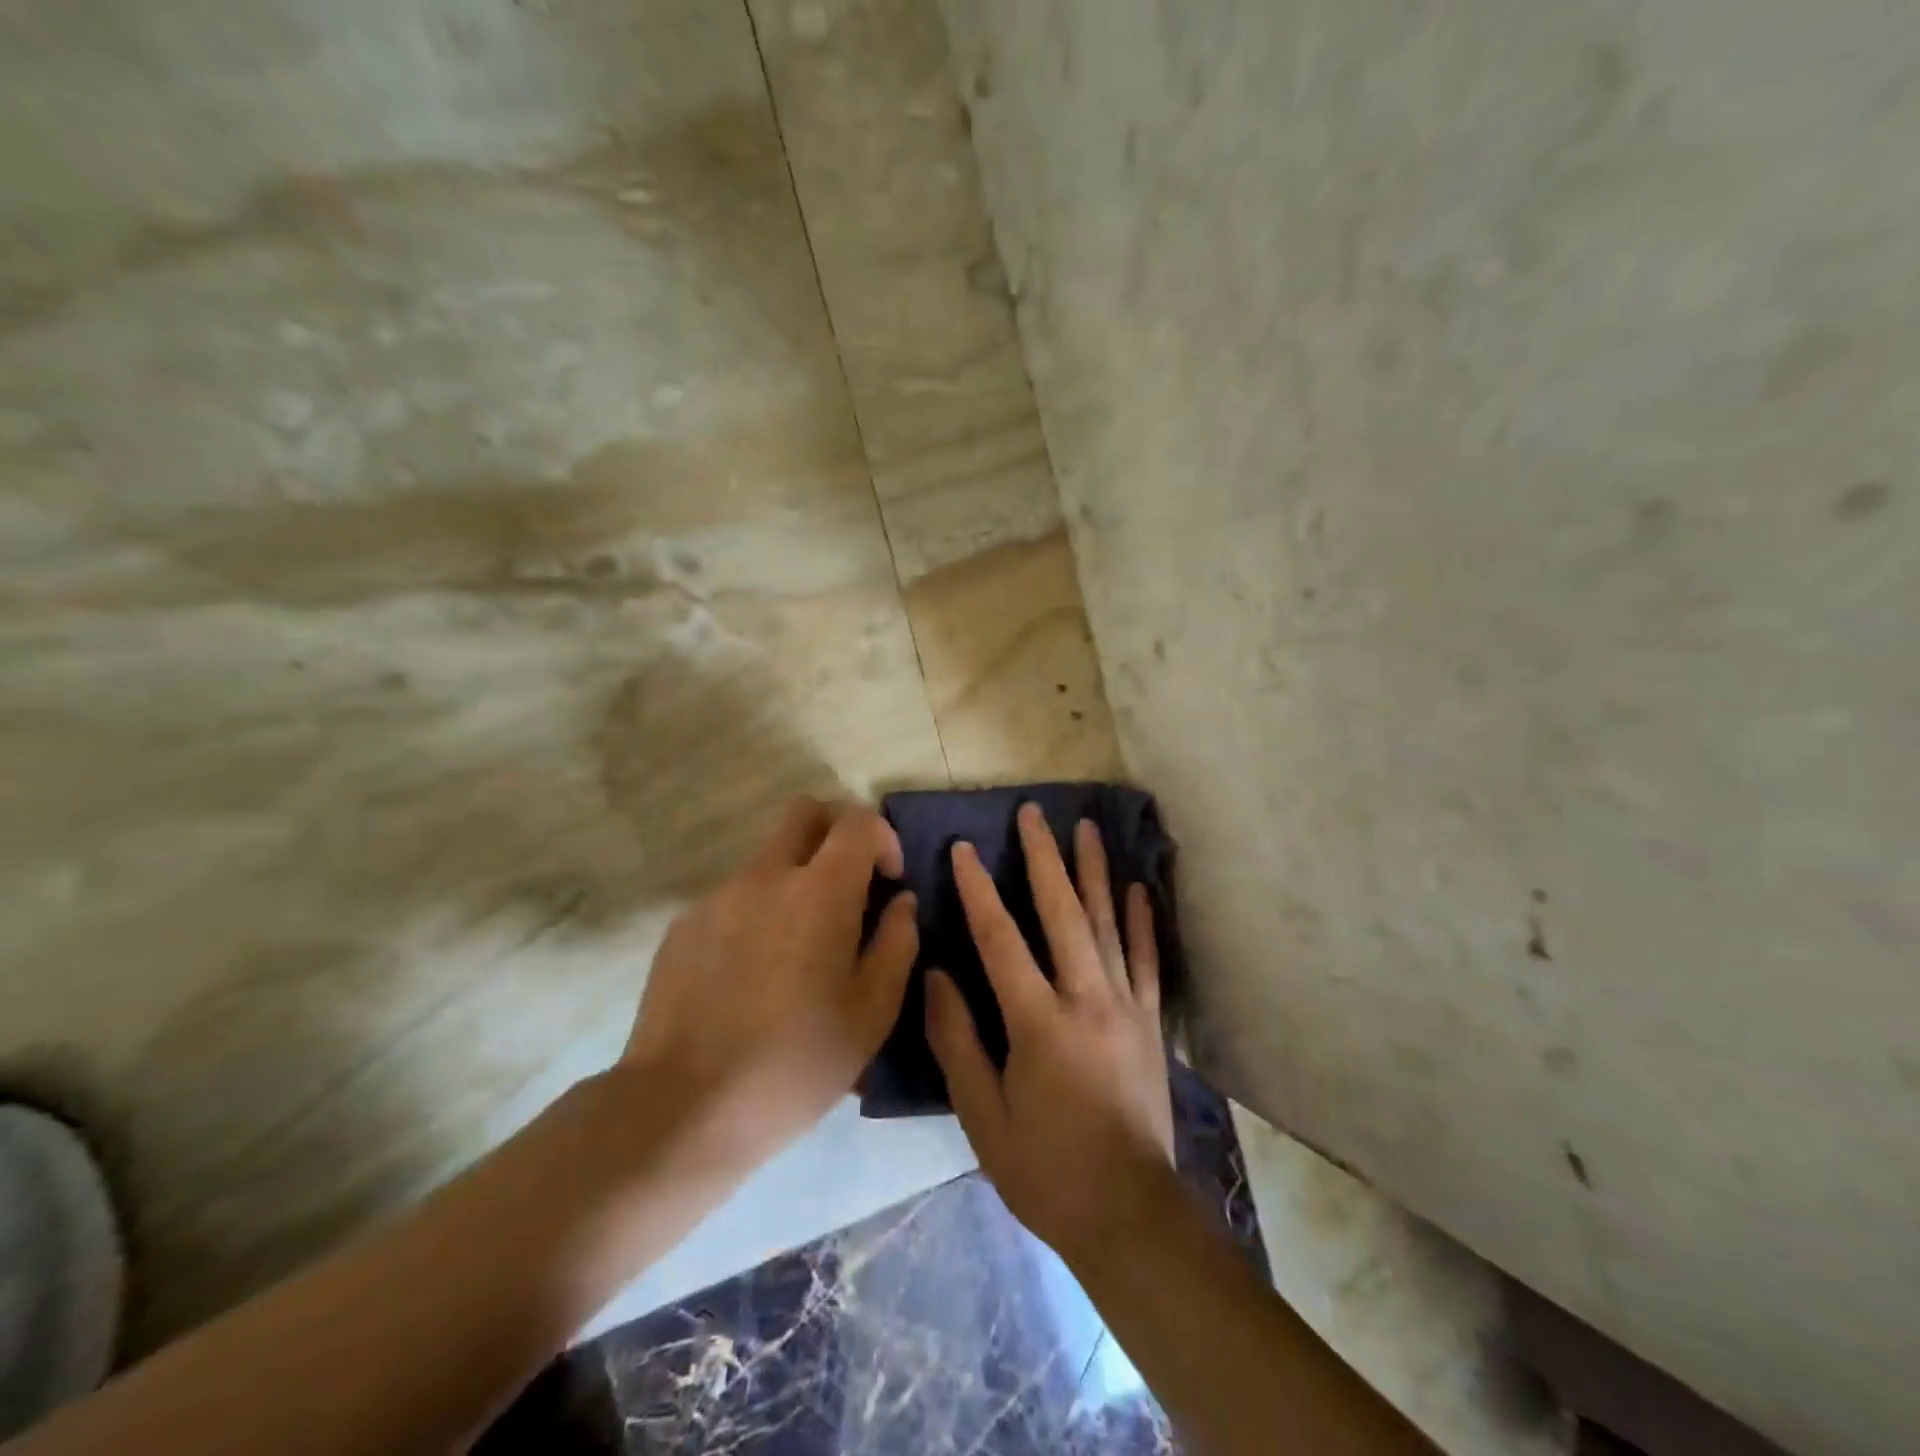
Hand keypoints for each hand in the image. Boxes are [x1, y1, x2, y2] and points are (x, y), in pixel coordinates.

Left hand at [621, 796, 918, 1165]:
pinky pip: (734, 897)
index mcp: (820, 891)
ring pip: (767, 858)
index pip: (857, 821)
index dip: (882, 838)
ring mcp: (718, 897)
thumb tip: (900, 902)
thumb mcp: (872, 1012)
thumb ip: (897, 942)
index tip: (888, 882)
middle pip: (803, 811)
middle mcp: (766, 876)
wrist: (684, 1107)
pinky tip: (753, 975)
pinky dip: (757, 912)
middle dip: (834, 832)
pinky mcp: (684, 924)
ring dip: (794, 879)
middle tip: (847, 886)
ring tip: (798, 951)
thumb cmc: (796, 1062)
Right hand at [925, 802, 1175, 1264]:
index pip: (1001, 940)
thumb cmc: (1046, 1170)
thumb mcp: (983, 1118)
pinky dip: (1140, 920)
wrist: (1130, 1215)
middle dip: (1044, 858)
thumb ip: (957, 1041)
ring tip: (1086, 827)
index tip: (964, 848)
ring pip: (1107, 923)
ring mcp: (1126, 1006)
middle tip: (1033, 812)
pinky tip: (1137, 887)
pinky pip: (1145, 959)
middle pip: (1062, 913)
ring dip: (1094, 871)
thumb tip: (936, 975)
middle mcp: (1086, 999)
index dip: (978, 890)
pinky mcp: (1151, 1022)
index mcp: (1039, 1023)